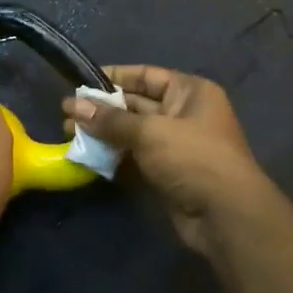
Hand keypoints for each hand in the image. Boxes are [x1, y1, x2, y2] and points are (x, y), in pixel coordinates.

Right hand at [63, 65, 280, 255]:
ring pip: (133, 132)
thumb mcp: (149, 132)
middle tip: (66, 114)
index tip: (80, 82)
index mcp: (189, 92)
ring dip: (103, 133)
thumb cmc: (192, 158)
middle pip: (136, 104)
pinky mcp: (167, 172)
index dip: (113, 77)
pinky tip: (87, 156)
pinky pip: (135, 157)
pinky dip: (114, 156)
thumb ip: (110, 119)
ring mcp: (176, 145)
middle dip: (102, 108)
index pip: (146, 75)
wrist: (226, 216)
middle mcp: (184, 113)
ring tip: (69, 133)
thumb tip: (73, 105)